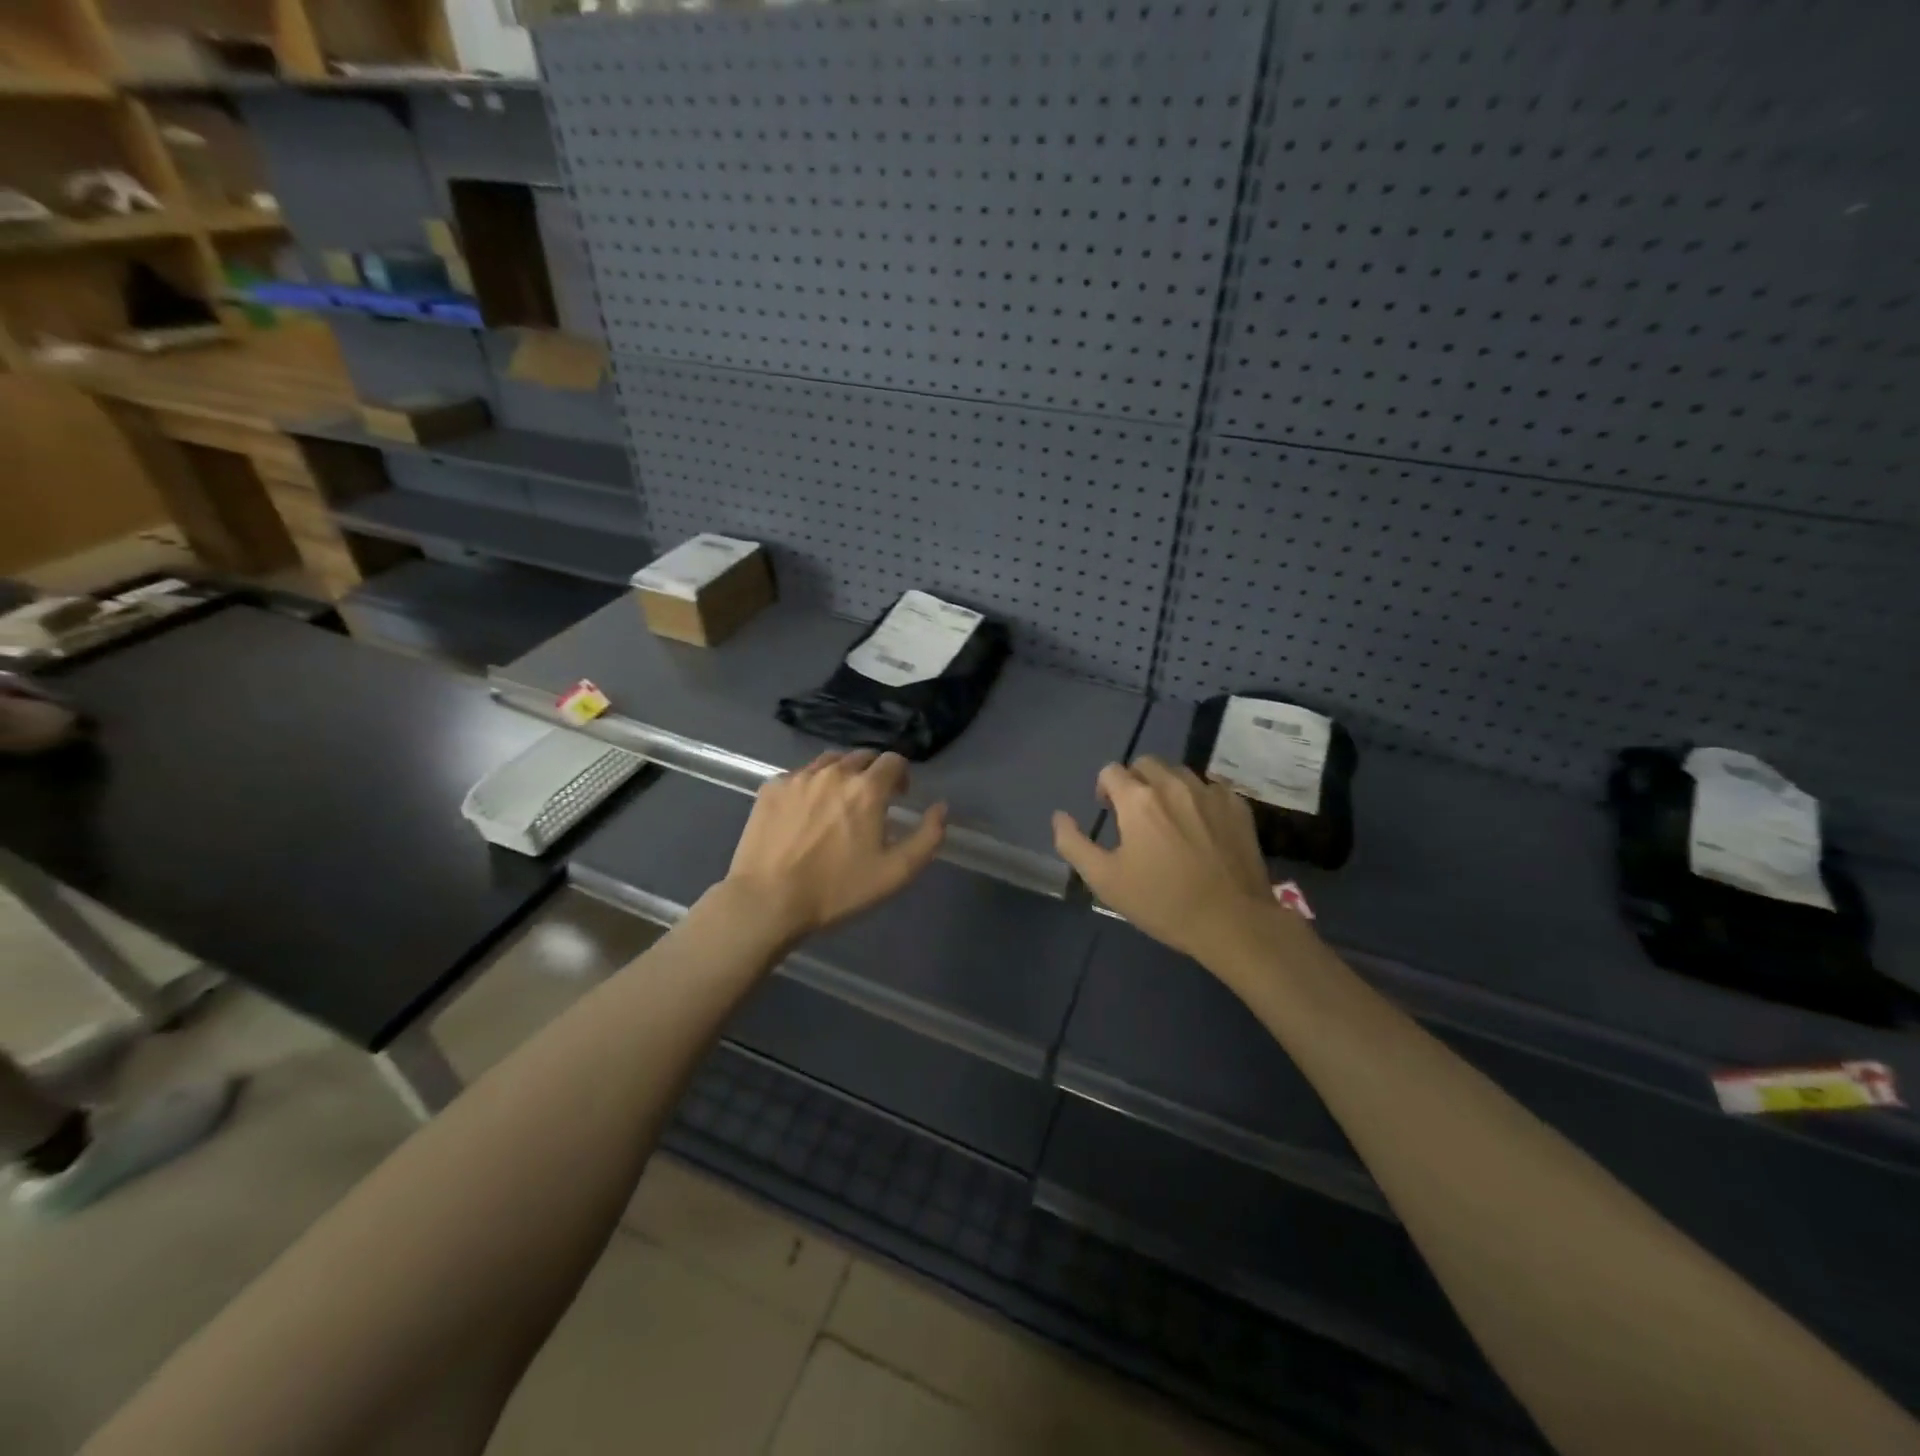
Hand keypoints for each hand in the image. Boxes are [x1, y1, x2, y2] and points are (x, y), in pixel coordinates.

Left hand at [725, 750, 946, 941]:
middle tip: (870, 801)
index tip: (899, 796)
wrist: (768, 900)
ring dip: (841, 774)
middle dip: (872, 772)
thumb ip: (927, 837)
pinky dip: (810, 785)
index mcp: (867, 788)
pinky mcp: (771, 788)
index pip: (893, 760)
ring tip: (838, 802)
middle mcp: (834, 772)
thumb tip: (940, 807)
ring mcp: (798, 777)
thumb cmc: (837, 889)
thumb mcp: (896, 873)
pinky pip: (799, 776)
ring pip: (829, 761)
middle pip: (861, 756)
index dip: (901, 775)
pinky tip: (805, 811)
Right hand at [1052, 756, 1284, 966]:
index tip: (1109, 813)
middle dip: (1135, 781)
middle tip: (1135, 814)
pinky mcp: (1237, 806)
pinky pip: (1211, 788)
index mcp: (1137, 800)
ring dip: (1166, 787)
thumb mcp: (1105, 880)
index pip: (1111, 771)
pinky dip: (1199, 799)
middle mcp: (1173, 785)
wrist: (1233, 922)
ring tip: (1169, 818)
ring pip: (1179, 772)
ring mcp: (1210, 793)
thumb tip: (1059, 816)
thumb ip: (1073, 843)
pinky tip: (1201, 827)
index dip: (1104, 789)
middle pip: (1145, 764)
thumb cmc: (1162, 902)